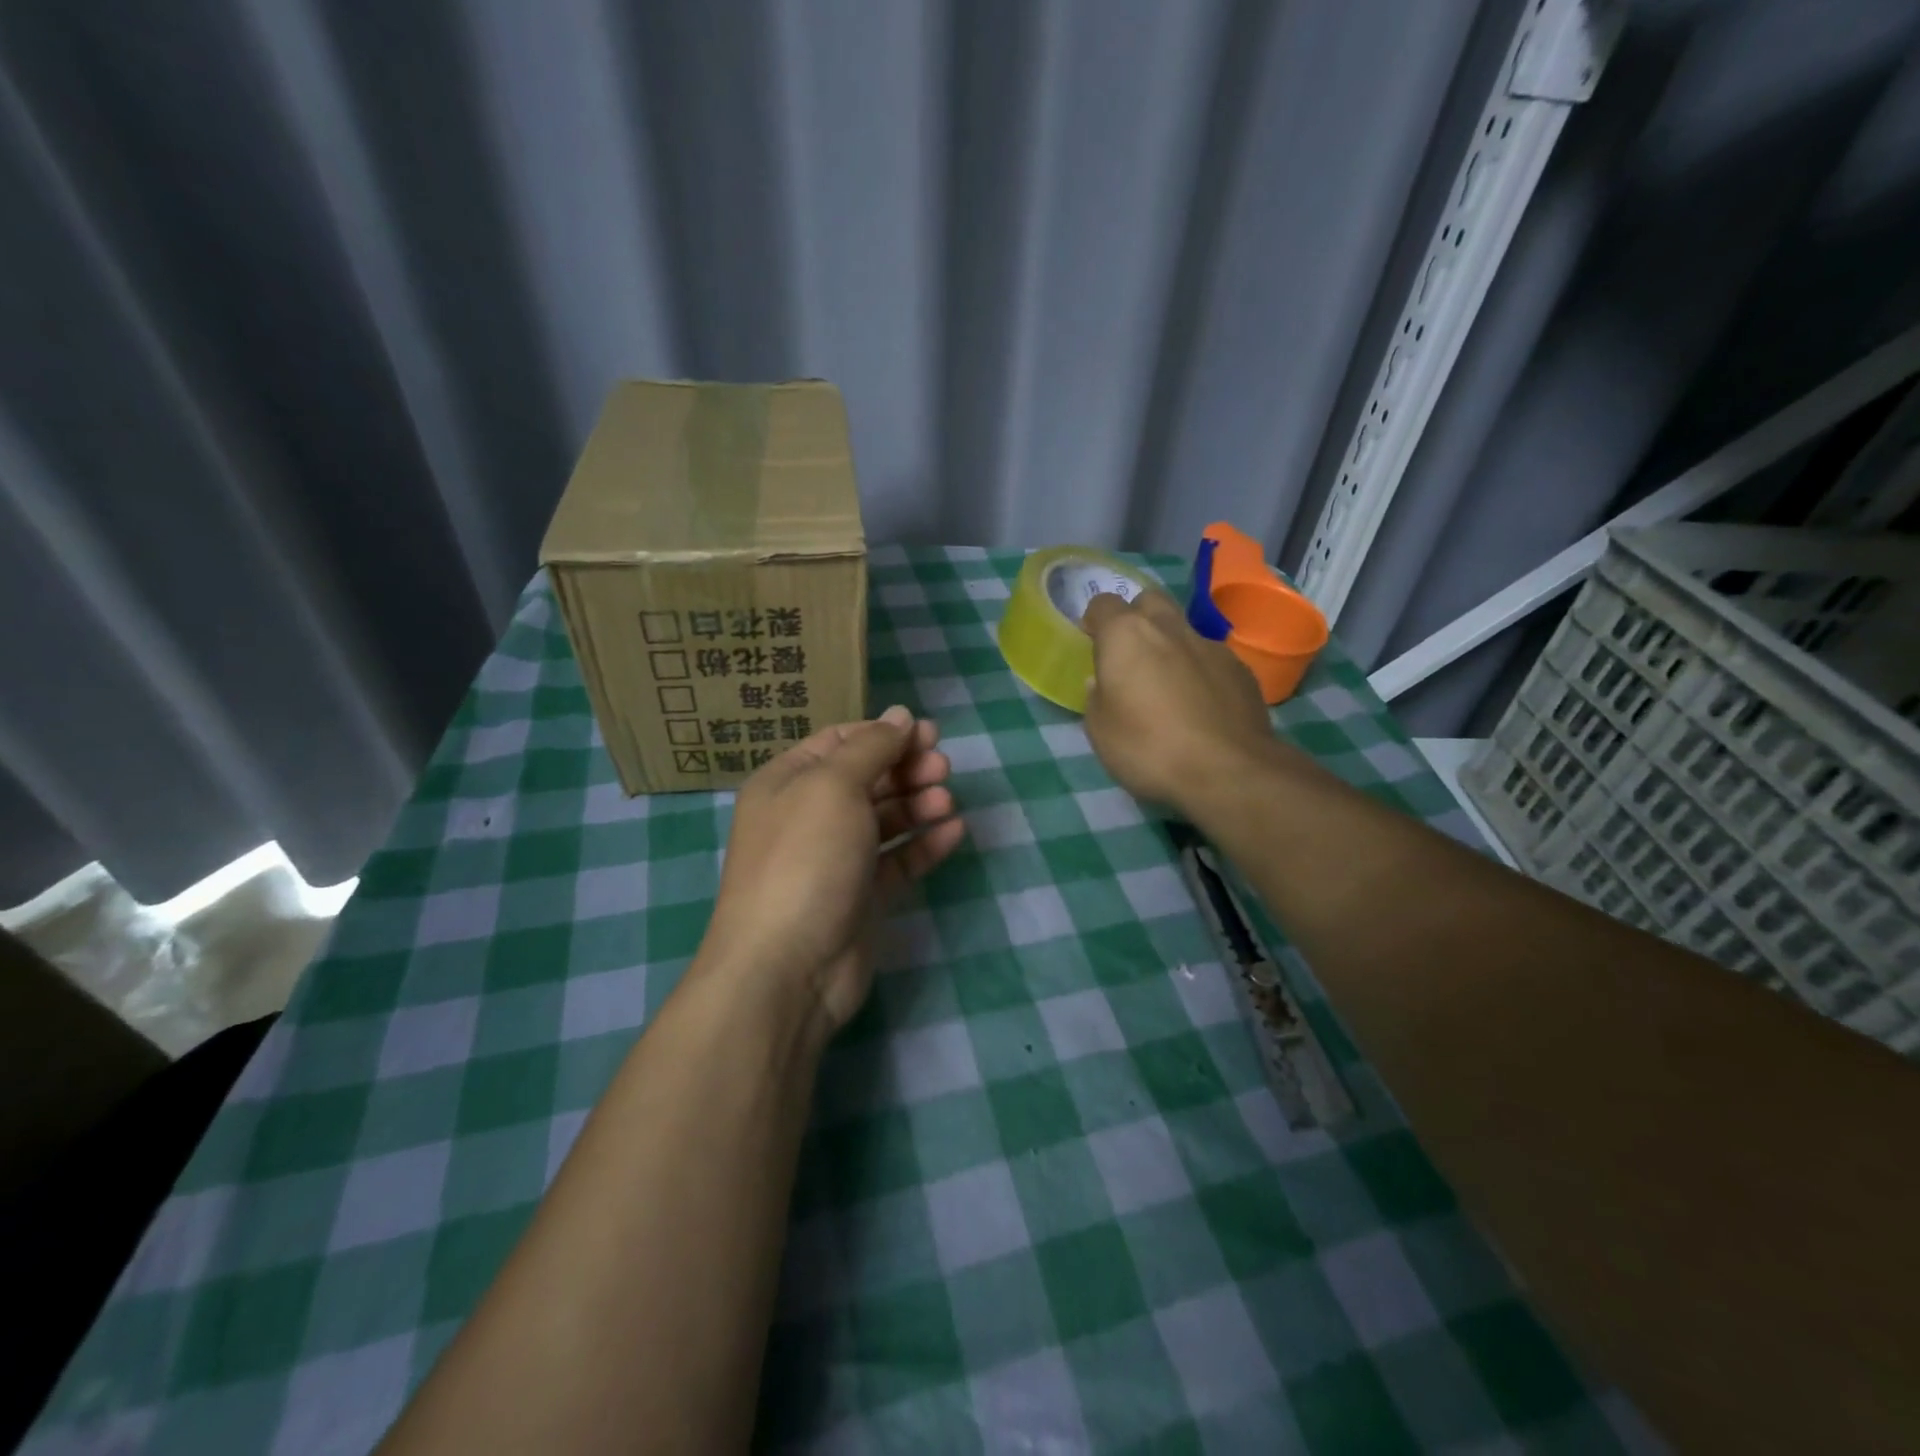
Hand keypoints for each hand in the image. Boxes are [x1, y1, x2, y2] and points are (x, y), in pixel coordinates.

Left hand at [700, 705, 966, 1031]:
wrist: (787, 968)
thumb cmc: (805, 859)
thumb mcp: (834, 786)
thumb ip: (871, 747)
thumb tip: (900, 714)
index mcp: (788, 782)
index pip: (840, 742)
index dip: (884, 734)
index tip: (928, 733)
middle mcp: (809, 816)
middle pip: (866, 779)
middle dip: (906, 768)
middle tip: (942, 768)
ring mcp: (835, 859)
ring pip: (884, 819)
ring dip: (918, 804)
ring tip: (947, 802)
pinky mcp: (861, 897)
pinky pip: (897, 860)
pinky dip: (924, 844)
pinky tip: (954, 832)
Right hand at [1081, 590, 1277, 817]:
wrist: (1228, 771)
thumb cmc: (1149, 748)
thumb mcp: (1100, 731)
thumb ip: (1097, 697)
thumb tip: (1103, 682)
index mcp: (1126, 636)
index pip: (1103, 603)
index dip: (1095, 620)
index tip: (1093, 644)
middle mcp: (1169, 628)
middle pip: (1149, 601)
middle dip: (1136, 618)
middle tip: (1131, 655)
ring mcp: (1211, 646)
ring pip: (1184, 629)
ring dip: (1171, 646)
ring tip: (1169, 686)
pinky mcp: (1241, 669)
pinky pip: (1212, 658)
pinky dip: (1201, 671)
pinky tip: (1202, 706)